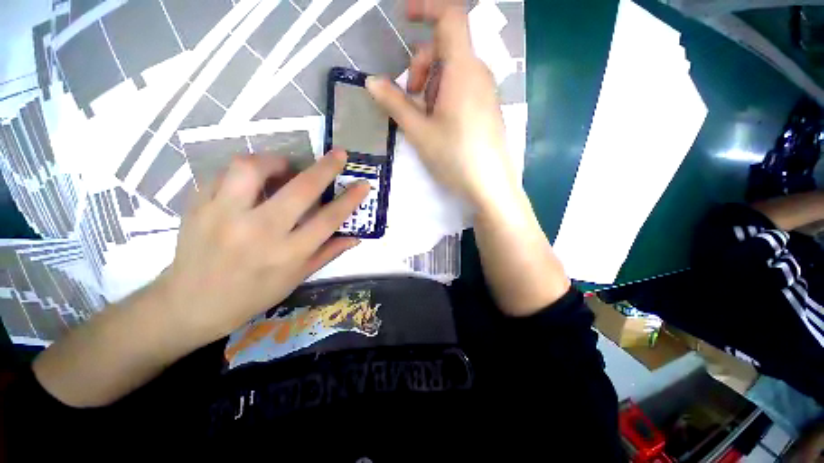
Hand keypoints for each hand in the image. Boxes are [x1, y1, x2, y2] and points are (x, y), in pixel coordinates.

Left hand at [158, 150, 368, 345]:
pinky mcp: (198, 206)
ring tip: (283, 169)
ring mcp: (223, 216)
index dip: (350, 199)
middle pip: (299, 190)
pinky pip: (224, 175)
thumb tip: (355, 237)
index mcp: (287, 254)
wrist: (191, 303)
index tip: (363, 184)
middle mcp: (259, 232)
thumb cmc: (253, 295)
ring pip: (252, 169)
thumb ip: (327, 253)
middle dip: (325, 168)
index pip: (328, 220)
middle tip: (338, 154)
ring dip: (275, 162)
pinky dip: (243, 174)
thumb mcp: (297, 278)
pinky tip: (250, 184)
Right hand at [366, 0, 517, 209]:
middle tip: (410, 99)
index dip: (427, 8)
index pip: (450, 16)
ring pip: (453, 71)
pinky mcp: (487, 109)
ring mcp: (486, 92)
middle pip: (446, 48)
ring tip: (425, 118)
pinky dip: (445, 96)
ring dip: (431, 85)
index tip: (403, 18)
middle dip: (420, 66)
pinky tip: (441, 124)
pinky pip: (464, 89)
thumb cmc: (454, 157)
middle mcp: (478, 73)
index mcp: (463, 70)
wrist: (490, 187)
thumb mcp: (419, 131)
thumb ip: (394, 103)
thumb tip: (371, 81)